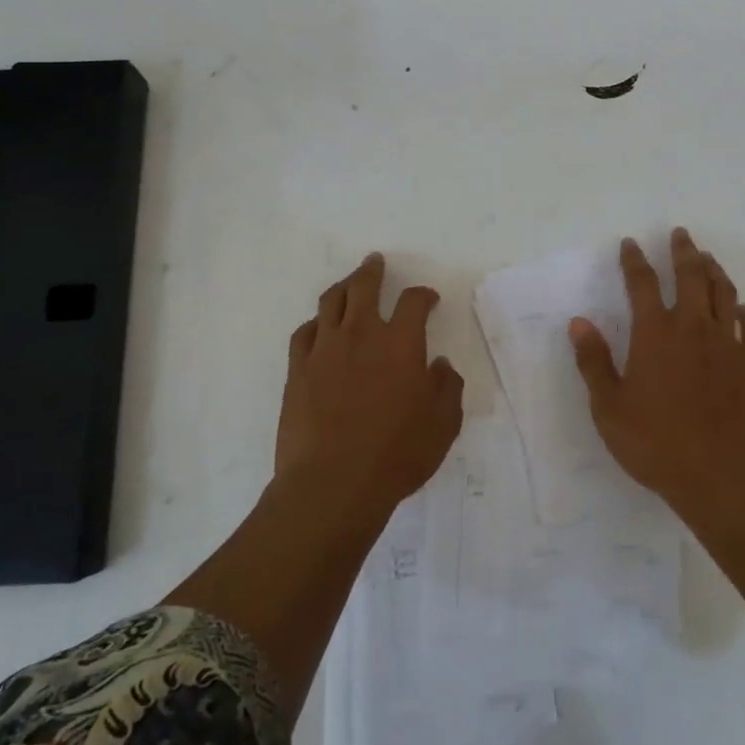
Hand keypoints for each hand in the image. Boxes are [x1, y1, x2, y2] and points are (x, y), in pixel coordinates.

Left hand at [276, 253, 464, 506]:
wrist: (333, 483)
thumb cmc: (397, 454)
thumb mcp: (443, 424)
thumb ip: (447, 387)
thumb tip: (441, 365)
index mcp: (401, 343)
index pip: (414, 302)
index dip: (423, 295)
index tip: (428, 300)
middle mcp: (362, 335)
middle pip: (365, 287)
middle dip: (373, 271)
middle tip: (375, 262)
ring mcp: (325, 350)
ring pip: (331, 302)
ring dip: (343, 287)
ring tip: (348, 283)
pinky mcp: (297, 370)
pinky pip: (304, 333)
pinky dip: (315, 323)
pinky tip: (319, 327)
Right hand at [568, 228, 744, 520]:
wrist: (720, 478)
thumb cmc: (656, 444)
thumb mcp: (609, 408)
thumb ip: (593, 362)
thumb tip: (579, 322)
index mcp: (656, 334)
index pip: (643, 283)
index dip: (634, 260)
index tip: (631, 244)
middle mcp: (694, 328)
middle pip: (691, 276)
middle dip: (683, 251)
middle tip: (680, 234)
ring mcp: (729, 345)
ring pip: (725, 294)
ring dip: (715, 271)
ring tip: (708, 259)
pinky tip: (743, 310)